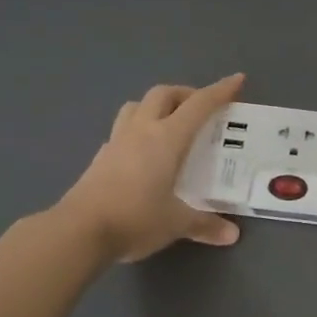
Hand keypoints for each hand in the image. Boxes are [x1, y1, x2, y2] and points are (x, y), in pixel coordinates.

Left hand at [55, 73, 245, 262]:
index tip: (237, 80)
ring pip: (137, 106)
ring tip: (171, 123)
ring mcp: (117, 142)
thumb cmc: (135, 218)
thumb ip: (205, 225)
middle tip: (202, 109)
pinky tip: (145, 151)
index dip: (220, 91)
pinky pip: (122, 130)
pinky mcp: (101, 157)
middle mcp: (141, 131)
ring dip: (157, 106)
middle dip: (186, 94)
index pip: (198, 105)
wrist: (79, 232)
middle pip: (163, 94)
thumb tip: (232, 236)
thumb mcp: (176, 223)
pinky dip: (138, 130)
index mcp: (166, 138)